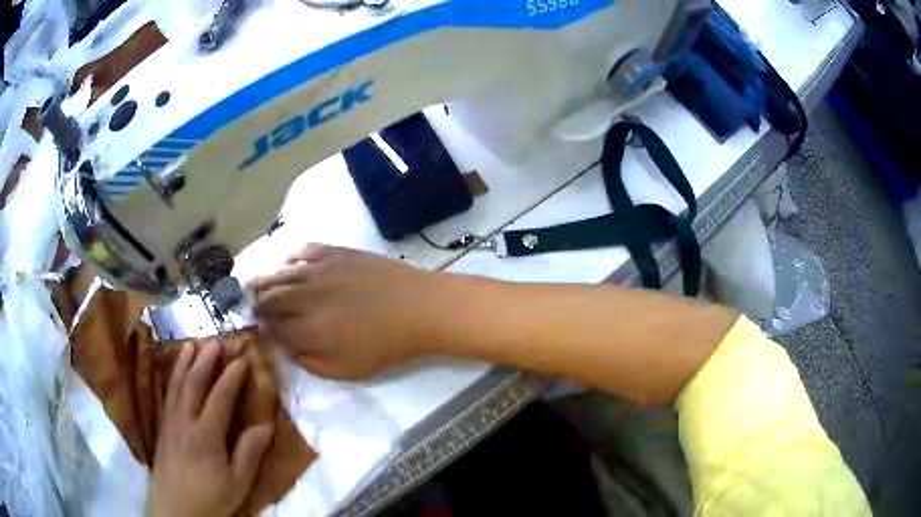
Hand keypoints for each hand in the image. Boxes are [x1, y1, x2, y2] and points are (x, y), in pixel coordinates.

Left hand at [146, 341, 274, 516]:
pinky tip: (174, 373)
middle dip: (204, 361)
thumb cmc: (211, 498)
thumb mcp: (237, 482)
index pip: (219, 398)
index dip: (231, 377)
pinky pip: (167, 396)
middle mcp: (185, 421)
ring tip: (191, 345)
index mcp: (206, 435)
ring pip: (176, 386)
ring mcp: (170, 423)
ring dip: (184, 363)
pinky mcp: (162, 428)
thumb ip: (249, 452)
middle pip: (193, 384)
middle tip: (215, 341)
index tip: (243, 359)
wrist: (175, 509)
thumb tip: (266, 425)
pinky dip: (171, 379)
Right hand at [250, 244, 448, 379]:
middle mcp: (307, 298)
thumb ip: (312, 363)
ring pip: (281, 274)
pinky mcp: (336, 253)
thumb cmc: (387, 345)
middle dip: (256, 304)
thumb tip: (289, 350)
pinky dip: (290, 258)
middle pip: (270, 298)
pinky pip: (304, 250)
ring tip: (255, 285)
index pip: (273, 330)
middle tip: (250, 307)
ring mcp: (321, 271)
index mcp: (310, 330)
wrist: (420, 307)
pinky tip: (287, 264)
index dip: (262, 332)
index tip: (257, 332)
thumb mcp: (349, 370)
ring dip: (265, 281)